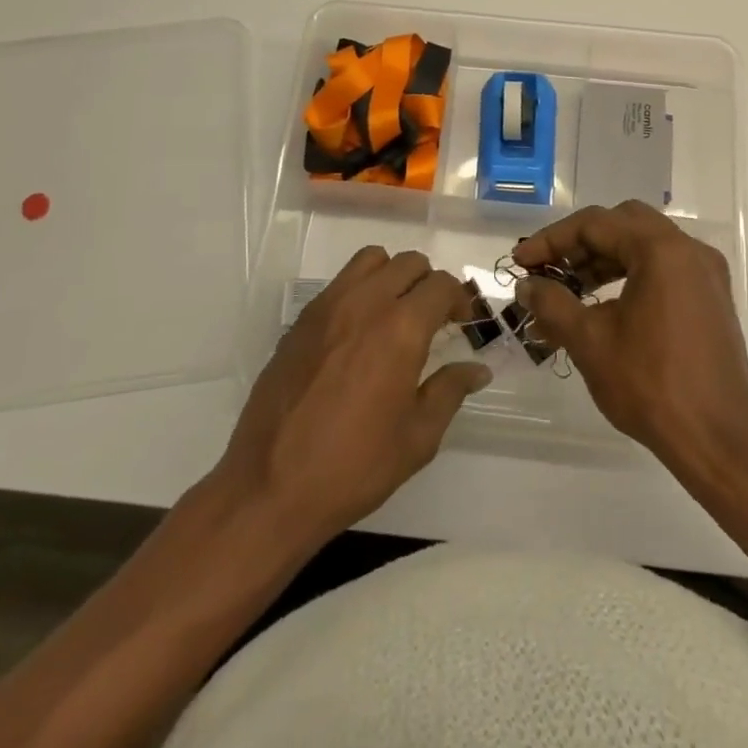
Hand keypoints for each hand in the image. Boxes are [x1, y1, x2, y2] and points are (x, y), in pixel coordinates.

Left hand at [215, 247, 490, 546]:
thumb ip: (449, 391)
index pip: (441, 285)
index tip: (461, 324)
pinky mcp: (301, 321)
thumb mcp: (417, 438)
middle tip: (433, 318)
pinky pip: (340, 284)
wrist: (270, 487)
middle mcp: (365, 304)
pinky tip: (358, 334)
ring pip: (370, 260)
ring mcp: (327, 307)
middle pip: (408, 263)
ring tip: (395, 313)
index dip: (459, 300)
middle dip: (429, 283)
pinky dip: (360, 291)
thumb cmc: (354, 467)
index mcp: (400, 329)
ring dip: (392, 276)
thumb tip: (477, 369)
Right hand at [516, 202, 747, 481]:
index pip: (595, 224)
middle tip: (550, 270)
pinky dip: (631, 274)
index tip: (521, 263)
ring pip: (645, 245)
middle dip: (580, 243)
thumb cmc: (651, 385)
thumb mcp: (590, 342)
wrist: (718, 441)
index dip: (551, 240)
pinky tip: (606, 306)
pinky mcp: (712, 299)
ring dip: (604, 259)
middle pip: (623, 224)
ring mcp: (706, 274)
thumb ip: (552, 303)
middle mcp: (689, 250)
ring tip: (571, 291)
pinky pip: (665, 268)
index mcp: (661, 250)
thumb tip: (527, 285)